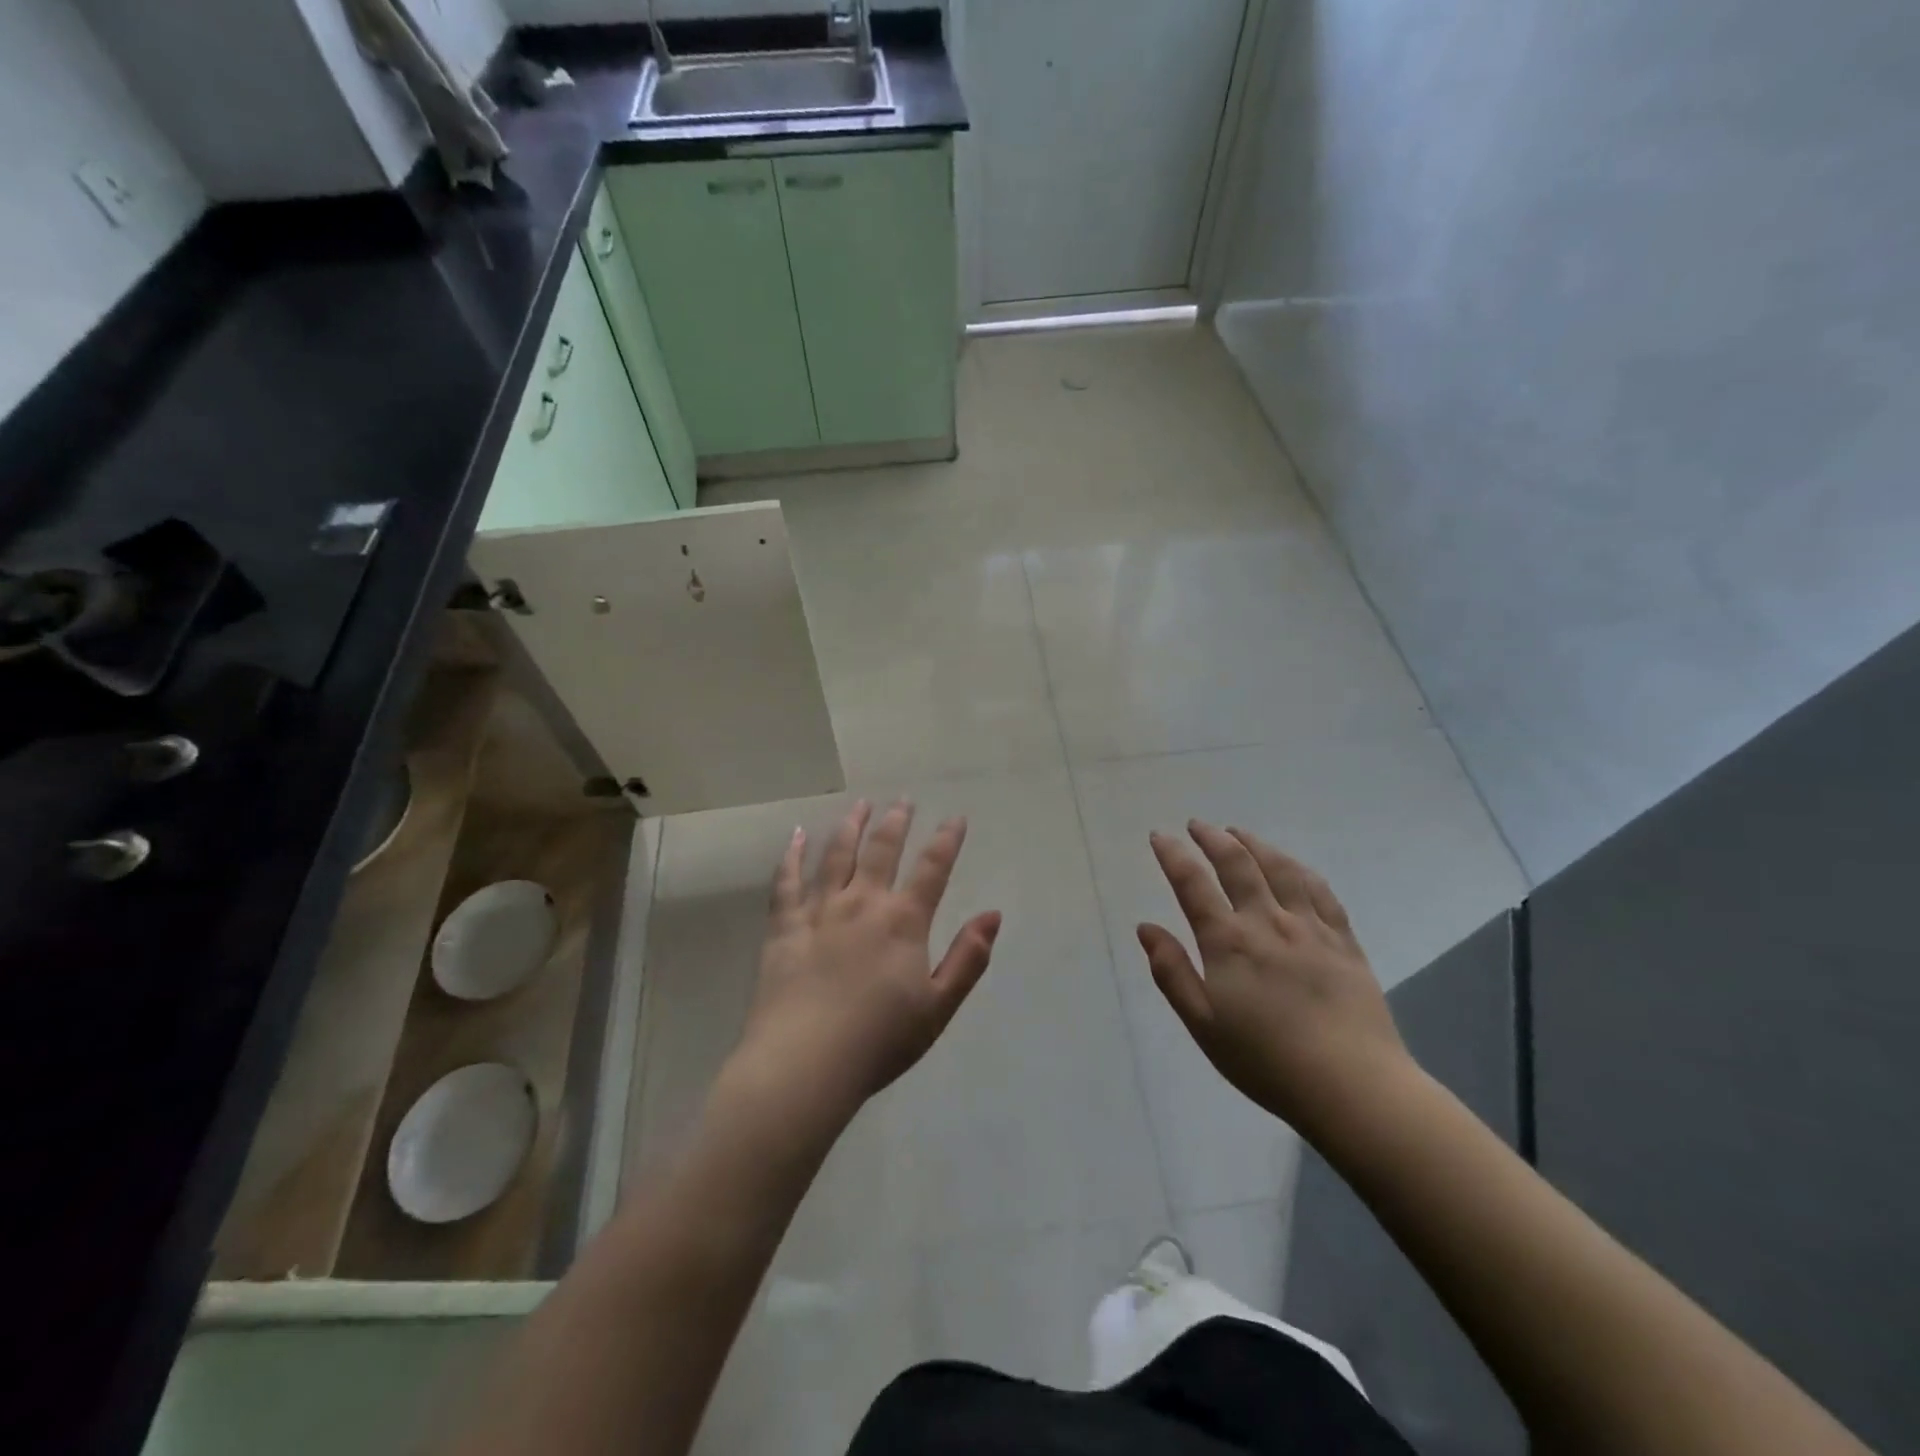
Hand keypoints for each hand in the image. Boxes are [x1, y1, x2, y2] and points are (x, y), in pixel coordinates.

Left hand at [736, 800, 1002, 1120]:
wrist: (805, 1064)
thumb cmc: (879, 1042)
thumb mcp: (938, 1007)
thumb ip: (968, 958)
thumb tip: (993, 914)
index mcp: (902, 922)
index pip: (932, 869)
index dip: (947, 840)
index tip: (956, 818)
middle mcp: (862, 904)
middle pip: (882, 850)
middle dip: (895, 822)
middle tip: (902, 800)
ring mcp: (819, 911)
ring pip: (837, 855)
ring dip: (850, 826)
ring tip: (860, 805)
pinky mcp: (784, 926)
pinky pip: (787, 881)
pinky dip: (792, 854)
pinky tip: (797, 835)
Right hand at [1139, 821, 1409, 1135]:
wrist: (1352, 1086)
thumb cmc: (1266, 1061)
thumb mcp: (1203, 1024)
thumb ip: (1172, 972)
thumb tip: (1145, 927)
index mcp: (1228, 942)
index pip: (1192, 884)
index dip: (1173, 855)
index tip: (1159, 836)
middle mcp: (1267, 922)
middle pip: (1238, 864)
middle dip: (1213, 839)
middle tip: (1197, 825)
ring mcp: (1310, 928)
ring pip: (1280, 868)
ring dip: (1255, 844)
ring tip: (1238, 832)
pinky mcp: (1344, 941)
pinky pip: (1320, 891)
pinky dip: (1299, 869)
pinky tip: (1291, 865)